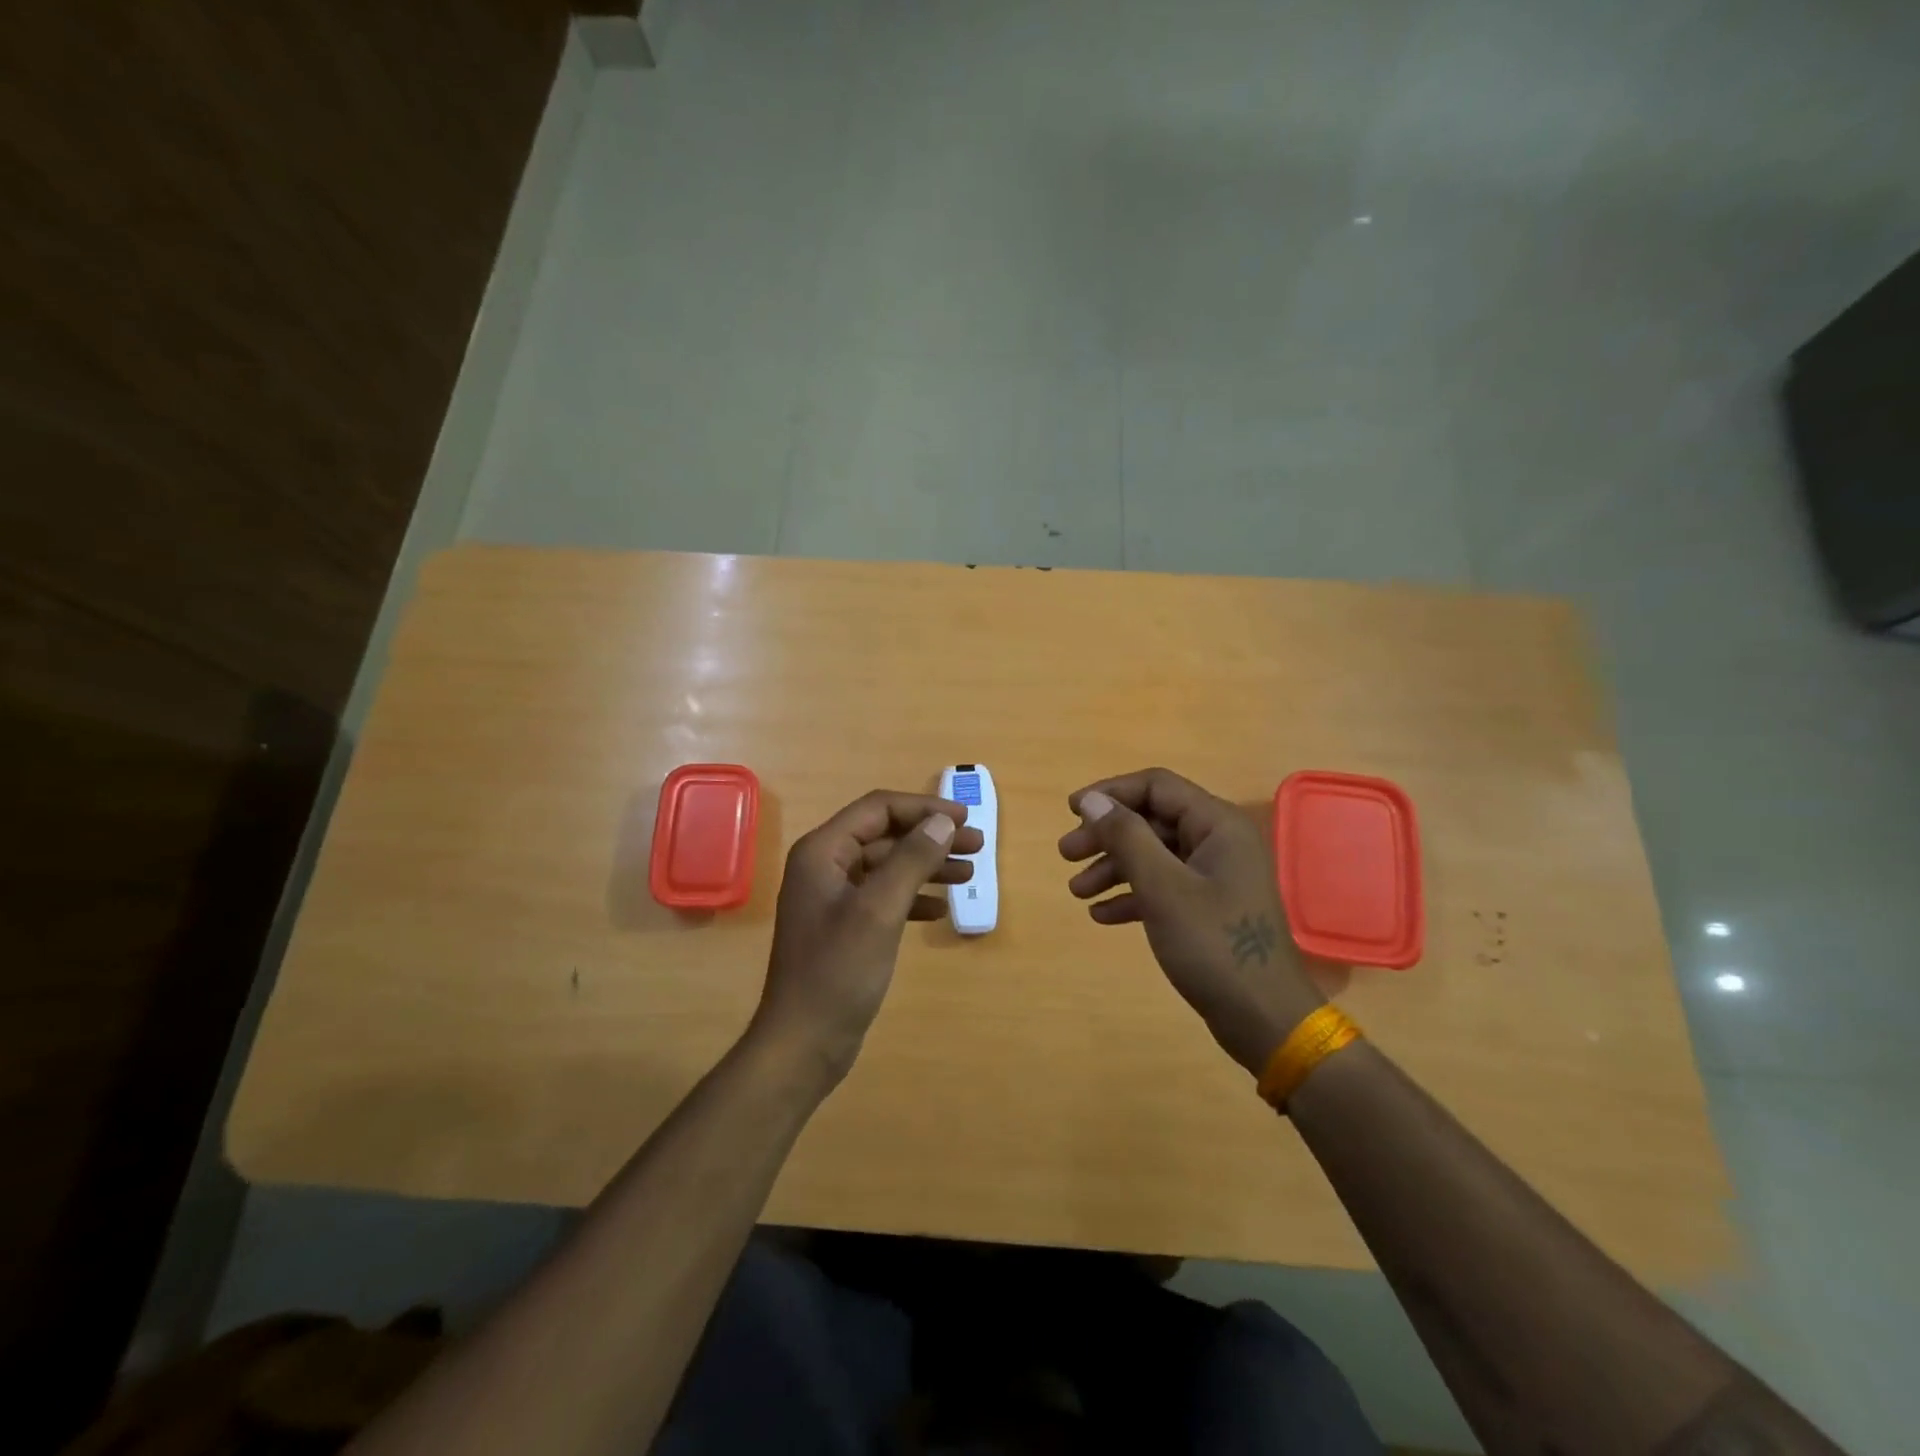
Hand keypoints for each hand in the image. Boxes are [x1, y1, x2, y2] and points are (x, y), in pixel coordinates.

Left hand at [752, 790, 982, 1082]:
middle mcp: (824, 865)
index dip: (924, 808)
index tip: (965, 819)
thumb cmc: (838, 971)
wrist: (803, 1043)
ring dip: (927, 865)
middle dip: (931, 837)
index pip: (878, 809)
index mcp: (823, 851)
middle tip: (978, 846)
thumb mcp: (880, 911)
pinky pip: (884, 896)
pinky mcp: (844, 925)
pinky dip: (913, 897)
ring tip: (969, 873)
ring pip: (888, 865)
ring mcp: (833, 897)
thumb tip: (943, 822)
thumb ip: (911, 860)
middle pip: (885, 835)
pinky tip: (941, 909)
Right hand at [1059, 768, 1324, 1074]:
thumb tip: (1092, 801)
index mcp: (1217, 825)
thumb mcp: (1162, 887)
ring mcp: (1215, 876)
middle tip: (1066, 855)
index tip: (1071, 811)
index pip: (1157, 787)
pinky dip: (1132, 895)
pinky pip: (1164, 887)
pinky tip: (1101, 915)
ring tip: (1076, 891)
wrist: (1264, 1019)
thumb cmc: (1213, 945)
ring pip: (1154, 855)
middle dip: (1106, 836)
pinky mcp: (1209, 908)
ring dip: (1113, 868)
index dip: (1111, 793)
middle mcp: (1218, 842)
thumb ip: (1126, 837)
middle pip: (1152, 821)